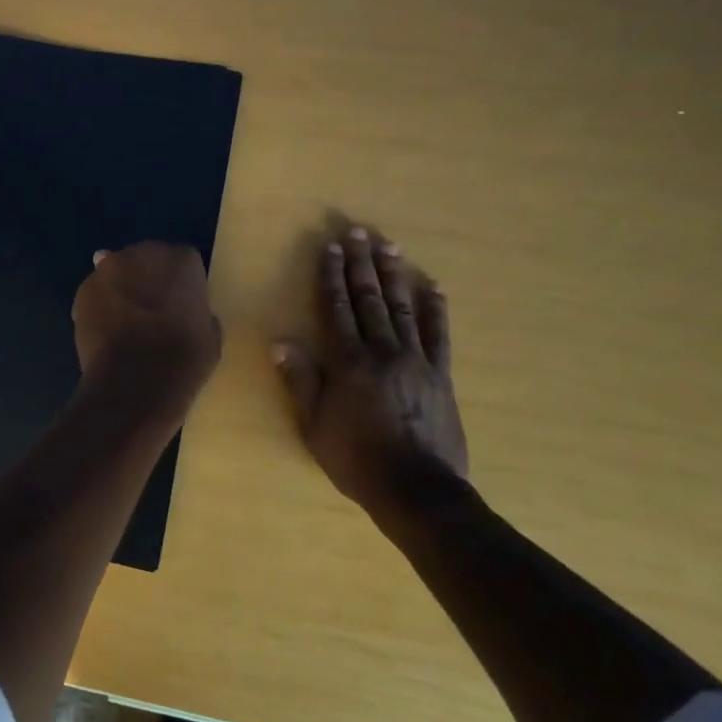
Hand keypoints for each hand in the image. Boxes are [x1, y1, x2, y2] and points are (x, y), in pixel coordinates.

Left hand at [73, 242, 221, 420]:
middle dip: (149, 279)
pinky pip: (96, 293)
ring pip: (118, 273)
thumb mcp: (210, 338)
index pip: (185, 262)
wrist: (134, 381)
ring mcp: (109, 269)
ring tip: (124, 322)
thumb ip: (200, 315)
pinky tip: (106, 331)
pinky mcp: (83, 290)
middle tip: (152, 311)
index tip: (182, 306)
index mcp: (182, 261)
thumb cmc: (182, 360)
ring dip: (122, 289)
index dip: (182, 284)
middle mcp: (144, 253)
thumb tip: (191, 314)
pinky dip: (100, 306)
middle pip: (148, 260)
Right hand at [273, 223, 468, 514]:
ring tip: (389, 246)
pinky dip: (434, 309)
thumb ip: (301, 380)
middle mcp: (383, 352)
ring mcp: (416, 361)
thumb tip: (281, 342)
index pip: (337, 309)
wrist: (417, 490)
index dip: (332, 276)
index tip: (330, 248)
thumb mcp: (315, 425)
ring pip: (402, 308)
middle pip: (369, 299)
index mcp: (349, 363)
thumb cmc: (357, 460)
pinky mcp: (440, 375)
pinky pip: (438, 335)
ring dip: (393, 275)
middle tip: (358, 231)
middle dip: (360, 264)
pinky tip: (432, 287)